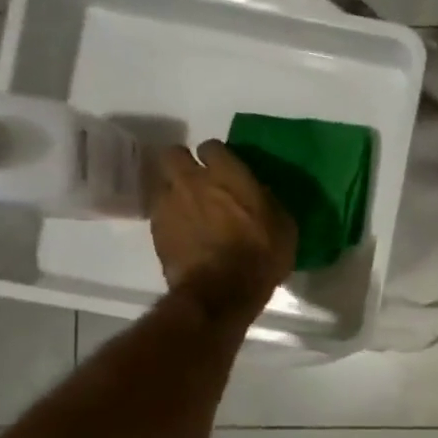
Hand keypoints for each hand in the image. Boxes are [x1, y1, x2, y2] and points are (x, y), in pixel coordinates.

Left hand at [151, 140, 297, 317]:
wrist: (221, 291)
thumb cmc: (261, 255)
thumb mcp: (283, 225)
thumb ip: (265, 200)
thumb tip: (257, 193)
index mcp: (227, 174)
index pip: (212, 146)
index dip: (217, 157)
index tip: (225, 170)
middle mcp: (192, 180)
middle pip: (173, 154)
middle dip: (183, 163)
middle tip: (198, 181)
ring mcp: (168, 203)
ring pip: (162, 182)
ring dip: (173, 191)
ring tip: (188, 209)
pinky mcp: (155, 228)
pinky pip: (159, 212)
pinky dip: (169, 218)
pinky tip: (184, 234)